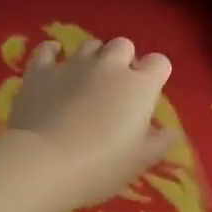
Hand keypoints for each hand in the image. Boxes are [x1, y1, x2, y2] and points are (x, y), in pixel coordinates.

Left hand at [5, 38, 180, 211]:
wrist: (44, 163)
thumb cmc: (101, 166)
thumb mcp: (141, 161)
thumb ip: (160, 142)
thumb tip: (171, 132)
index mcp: (139, 86)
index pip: (159, 63)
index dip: (156, 74)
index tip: (149, 94)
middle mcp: (109, 66)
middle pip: (124, 45)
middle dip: (124, 60)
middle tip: (118, 87)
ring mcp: (72, 65)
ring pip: (90, 45)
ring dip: (94, 57)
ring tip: (88, 78)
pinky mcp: (40, 72)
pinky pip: (47, 50)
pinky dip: (52, 52)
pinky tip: (53, 60)